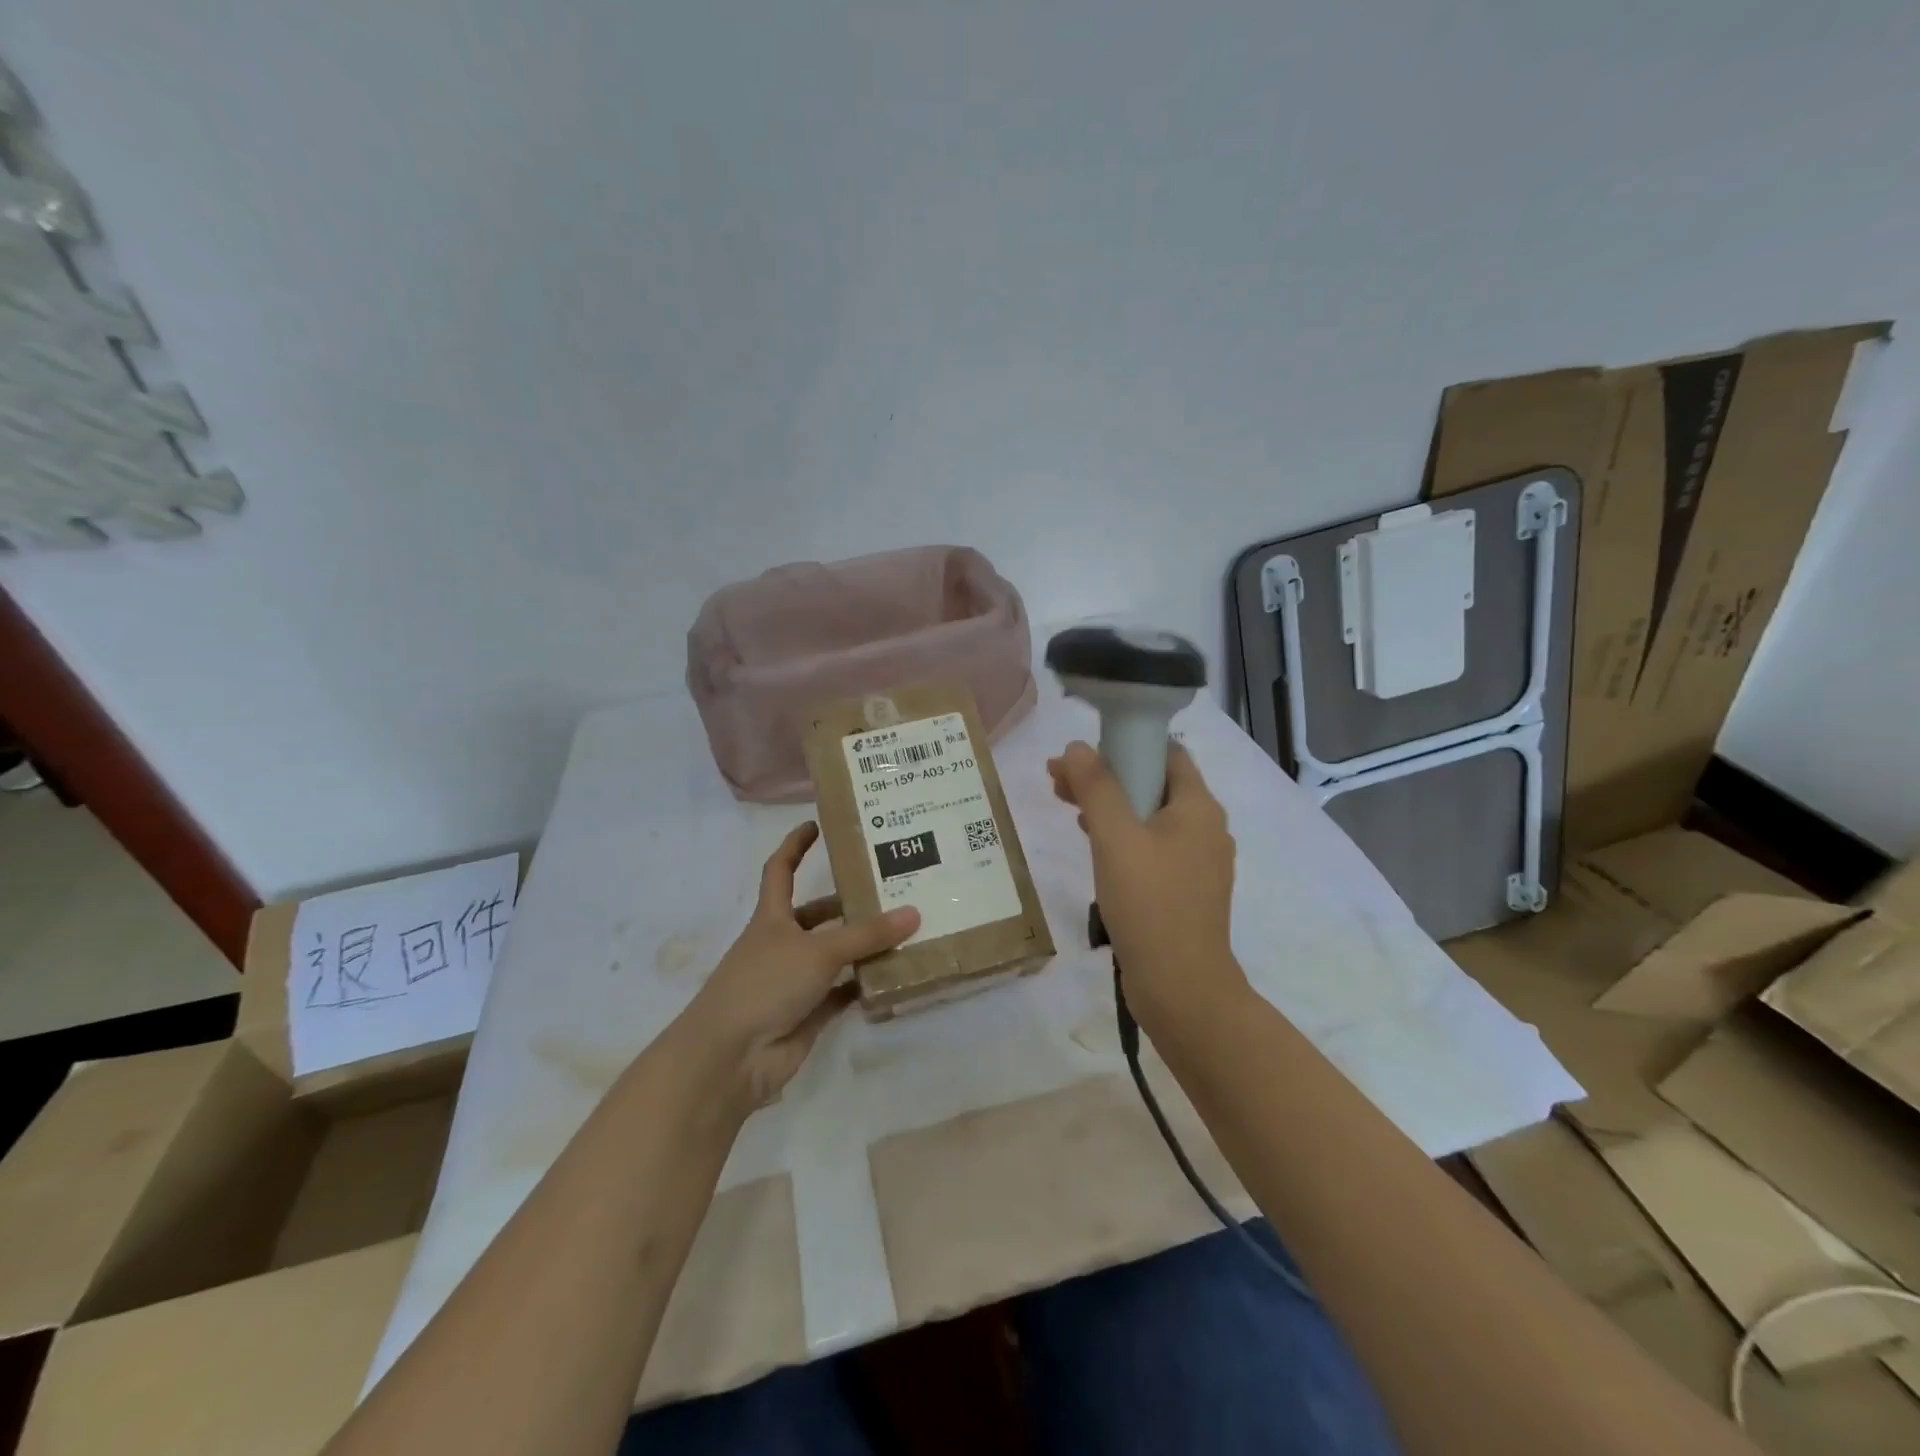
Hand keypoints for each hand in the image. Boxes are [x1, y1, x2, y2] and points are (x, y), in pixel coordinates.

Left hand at [680, 822, 918, 1111]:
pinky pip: (843, 992)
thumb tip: (914, 913)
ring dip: (864, 946)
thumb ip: (866, 935)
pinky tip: (896, 974)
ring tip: (906, 929)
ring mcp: (794, 980)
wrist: (730, 1058)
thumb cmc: (764, 985)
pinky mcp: (808, 1013)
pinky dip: (865, 984)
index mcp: (772, 918)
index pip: (781, 870)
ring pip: (835, 955)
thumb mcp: (817, 951)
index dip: (795, 846)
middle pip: (817, 915)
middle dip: (849, 903)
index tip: (817, 824)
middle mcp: (782, 944)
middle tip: (892, 889)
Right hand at [1047, 740, 1247, 1026]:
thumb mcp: (1115, 837)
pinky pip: (1151, 848)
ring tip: (1065, 806)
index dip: (1123, 742)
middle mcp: (1205, 828)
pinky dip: (1121, 837)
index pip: (1166, 752)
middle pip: (1153, 784)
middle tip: (1058, 780)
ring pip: (1149, 817)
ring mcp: (1197, 862)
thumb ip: (1096, 787)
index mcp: (1198, 807)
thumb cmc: (1150, 903)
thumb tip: (1077, 747)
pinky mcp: (1184, 890)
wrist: (1181, 988)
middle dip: (1106, 776)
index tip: (1082, 752)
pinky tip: (1093, 844)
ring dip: (1109, 806)